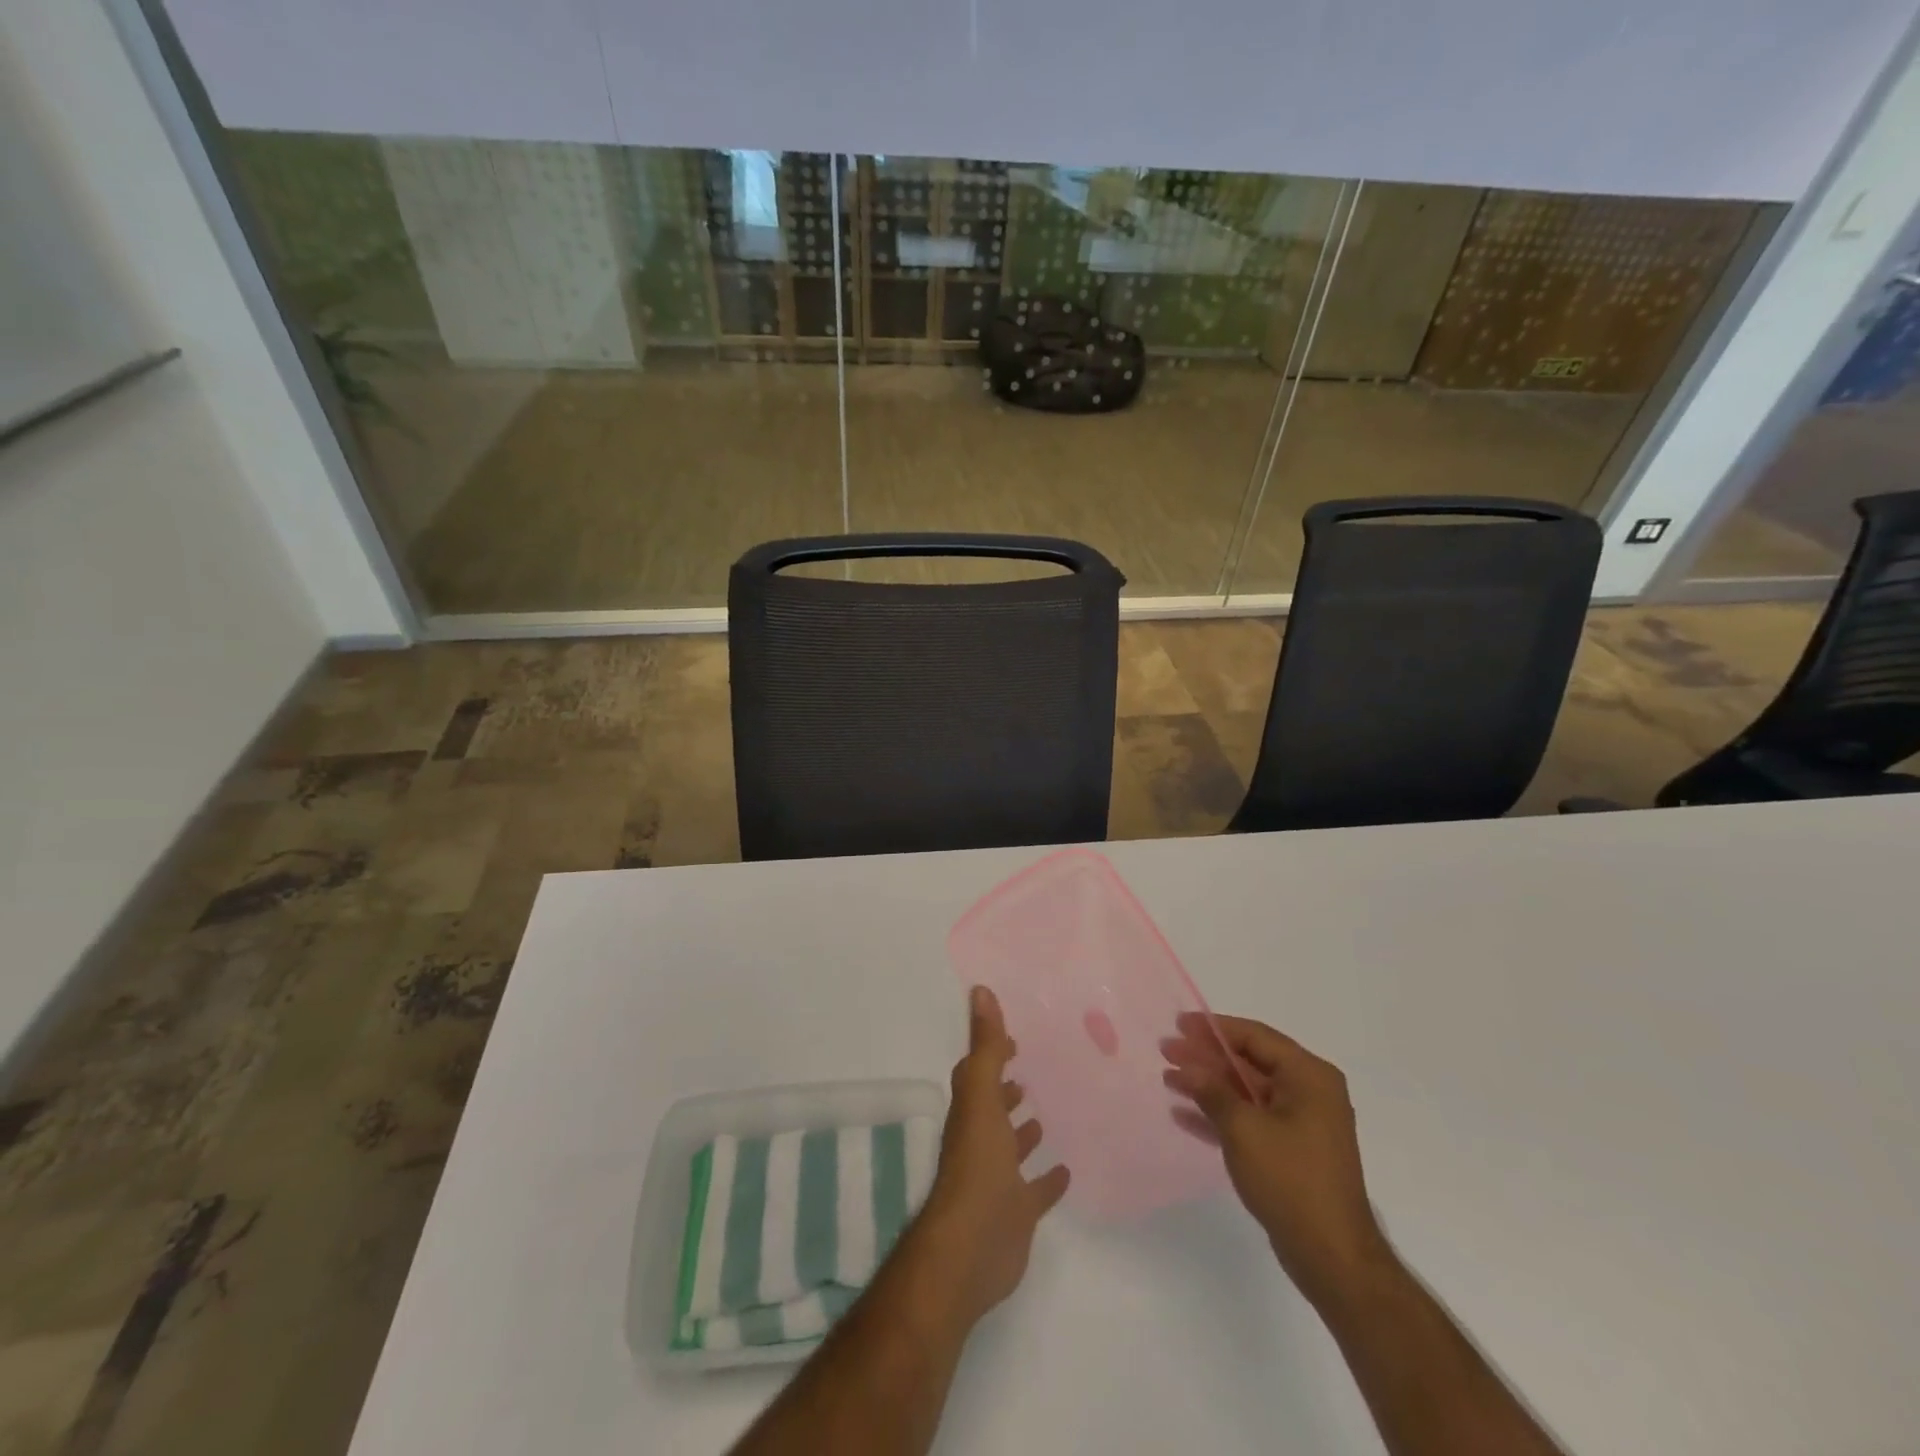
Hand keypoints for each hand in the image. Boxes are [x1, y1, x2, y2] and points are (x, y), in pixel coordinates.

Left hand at [911, 986, 1070, 1329]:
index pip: (979, 1073)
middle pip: (993, 1108)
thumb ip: (986, 1046)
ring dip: (1024, 1131)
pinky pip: (1035, 1191)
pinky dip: (1047, 1180)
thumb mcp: (981, 1096)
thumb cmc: (977, 1165)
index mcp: (971, 1112)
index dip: (992, 1054)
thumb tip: (979, 990)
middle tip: (1031, 1072)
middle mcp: (981, 1141)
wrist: (972, 1247)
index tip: (1014, 1039)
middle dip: (1008, 1090)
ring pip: (1011, 1147)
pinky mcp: (1017, 1213)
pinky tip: (1067, 1170)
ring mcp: (998, 1179)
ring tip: (1046, 1112)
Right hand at [1162, 1014, 1387, 1303]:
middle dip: (1206, 1058)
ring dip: (1209, 1086)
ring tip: (1169, 1080)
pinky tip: (1185, 1115)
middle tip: (1167, 1051)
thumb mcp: (1243, 1129)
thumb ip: (1212, 1090)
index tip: (1178, 1024)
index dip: (1214, 1029)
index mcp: (1309, 1076)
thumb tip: (1186, 1065)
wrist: (1333, 1258)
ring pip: (1246, 1092)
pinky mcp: (1292, 1151)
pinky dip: (1221, 1115)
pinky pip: (1251, 1120)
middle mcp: (1310, 1092)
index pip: (1255, 1037)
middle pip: (1249, 1063)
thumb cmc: (1291, 1180)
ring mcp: (1302, 1123)